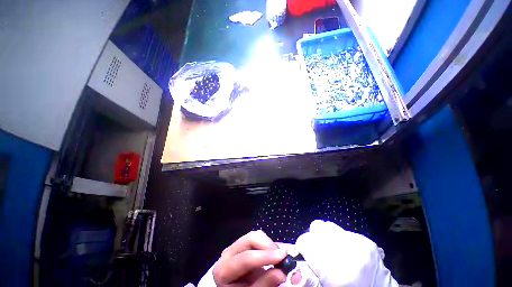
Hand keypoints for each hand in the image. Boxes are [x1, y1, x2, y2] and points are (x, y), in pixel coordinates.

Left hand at [213, 230, 287, 286]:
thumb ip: (264, 284)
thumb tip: (281, 272)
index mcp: (224, 269)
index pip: (246, 258)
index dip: (266, 256)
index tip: (283, 256)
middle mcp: (228, 253)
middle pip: (251, 239)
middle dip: (268, 245)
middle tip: (282, 256)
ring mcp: (236, 247)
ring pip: (256, 235)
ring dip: (270, 244)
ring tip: (279, 258)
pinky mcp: (244, 245)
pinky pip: (258, 238)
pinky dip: (269, 244)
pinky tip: (274, 256)